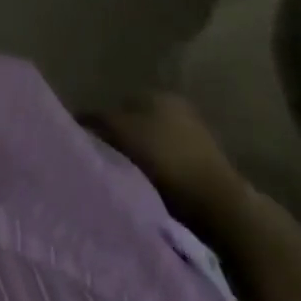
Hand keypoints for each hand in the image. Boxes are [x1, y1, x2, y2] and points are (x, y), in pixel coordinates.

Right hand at [86, 93, 249, 229]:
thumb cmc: (166, 160)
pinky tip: (152, 189)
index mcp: (156, 92)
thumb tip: (77, 118)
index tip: (92, 143)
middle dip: (123, 138)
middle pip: (138, 122)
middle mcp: (177, 107)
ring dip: (142, 158)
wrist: (222, 208)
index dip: (103, 121)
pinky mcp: (209, 168)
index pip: (119, 102)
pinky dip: (161, 175)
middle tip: (108, 161)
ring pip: (155, 144)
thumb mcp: (120, 133)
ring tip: (128, 179)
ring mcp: (197, 137)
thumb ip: (97, 120)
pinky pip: (172, 165)